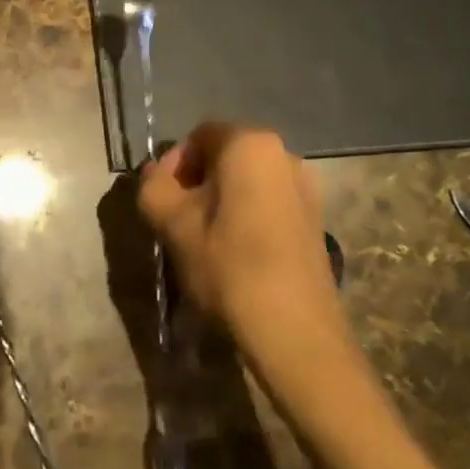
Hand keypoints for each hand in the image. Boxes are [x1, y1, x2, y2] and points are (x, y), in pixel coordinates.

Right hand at [137, 123, 353, 371]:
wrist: (294, 332)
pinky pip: (268, 201)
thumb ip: (154, 185)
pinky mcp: (315, 218)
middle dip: (197, 182)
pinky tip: (236, 252)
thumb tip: (157, 174)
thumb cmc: (227, 265)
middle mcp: (283, 153)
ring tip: (206, 240)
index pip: (198, 136)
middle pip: (225, 156)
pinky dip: (247, 215)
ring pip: (247, 181)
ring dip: (221, 200)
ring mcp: (306, 186)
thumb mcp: (172, 223)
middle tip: (178, 221)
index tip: (164, 201)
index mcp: (249, 143)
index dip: (174, 165)